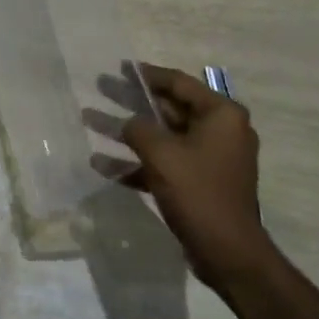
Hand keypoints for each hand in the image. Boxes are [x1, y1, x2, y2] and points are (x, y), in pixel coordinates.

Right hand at [96, 64, 269, 287]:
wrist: (227, 251)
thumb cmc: (198, 191)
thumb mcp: (161, 153)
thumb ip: (138, 129)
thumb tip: (127, 124)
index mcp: (221, 115)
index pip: (179, 83)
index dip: (147, 74)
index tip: (120, 67)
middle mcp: (220, 131)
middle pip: (168, 108)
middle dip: (132, 101)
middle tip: (101, 87)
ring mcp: (209, 159)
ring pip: (162, 137)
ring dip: (127, 132)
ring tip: (91, 120)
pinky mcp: (198, 183)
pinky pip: (164, 164)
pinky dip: (136, 163)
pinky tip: (102, 164)